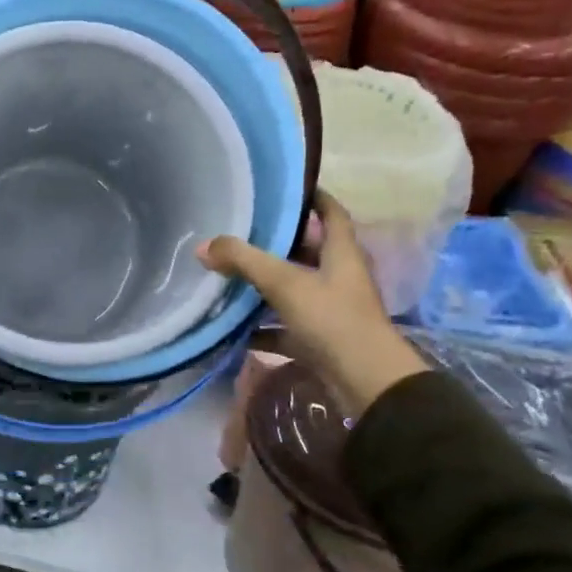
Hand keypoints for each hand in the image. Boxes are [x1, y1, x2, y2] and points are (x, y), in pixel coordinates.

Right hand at [197, 190, 426, 414]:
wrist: (367, 385)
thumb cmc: (333, 320)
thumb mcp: (285, 284)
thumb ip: (244, 261)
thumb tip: (204, 245)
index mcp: (342, 253)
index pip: (332, 213)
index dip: (313, 196)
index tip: (285, 186)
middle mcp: (340, 277)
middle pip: (308, 251)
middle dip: (278, 242)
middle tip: (242, 232)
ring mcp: (332, 311)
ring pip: (295, 290)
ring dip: (266, 286)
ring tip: (229, 275)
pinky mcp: (322, 341)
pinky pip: (286, 328)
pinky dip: (263, 328)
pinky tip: (235, 330)